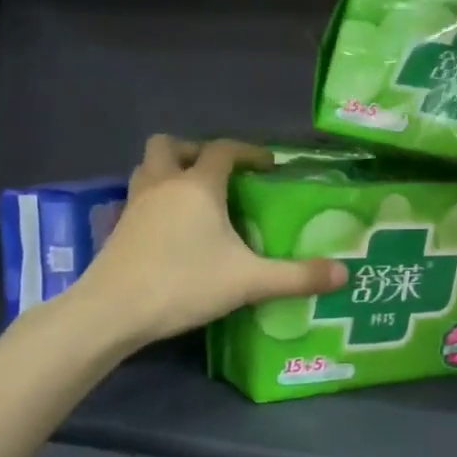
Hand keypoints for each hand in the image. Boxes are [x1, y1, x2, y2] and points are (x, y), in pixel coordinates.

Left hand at [71, 136, 347, 346]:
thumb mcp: (248, 281)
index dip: (248, 152)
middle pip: (170, 145)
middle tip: (218, 174)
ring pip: (148, 168)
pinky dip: (155, 201)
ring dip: (170, 171)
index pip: (223, 150)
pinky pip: (138, 198)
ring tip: (193, 198)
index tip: (268, 166)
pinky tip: (170, 230)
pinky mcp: (118, 228)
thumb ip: (296, 277)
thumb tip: (344, 274)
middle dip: (195, 151)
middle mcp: (163, 184)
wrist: (112, 310)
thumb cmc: (183, 283)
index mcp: (197, 186)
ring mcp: (135, 205)